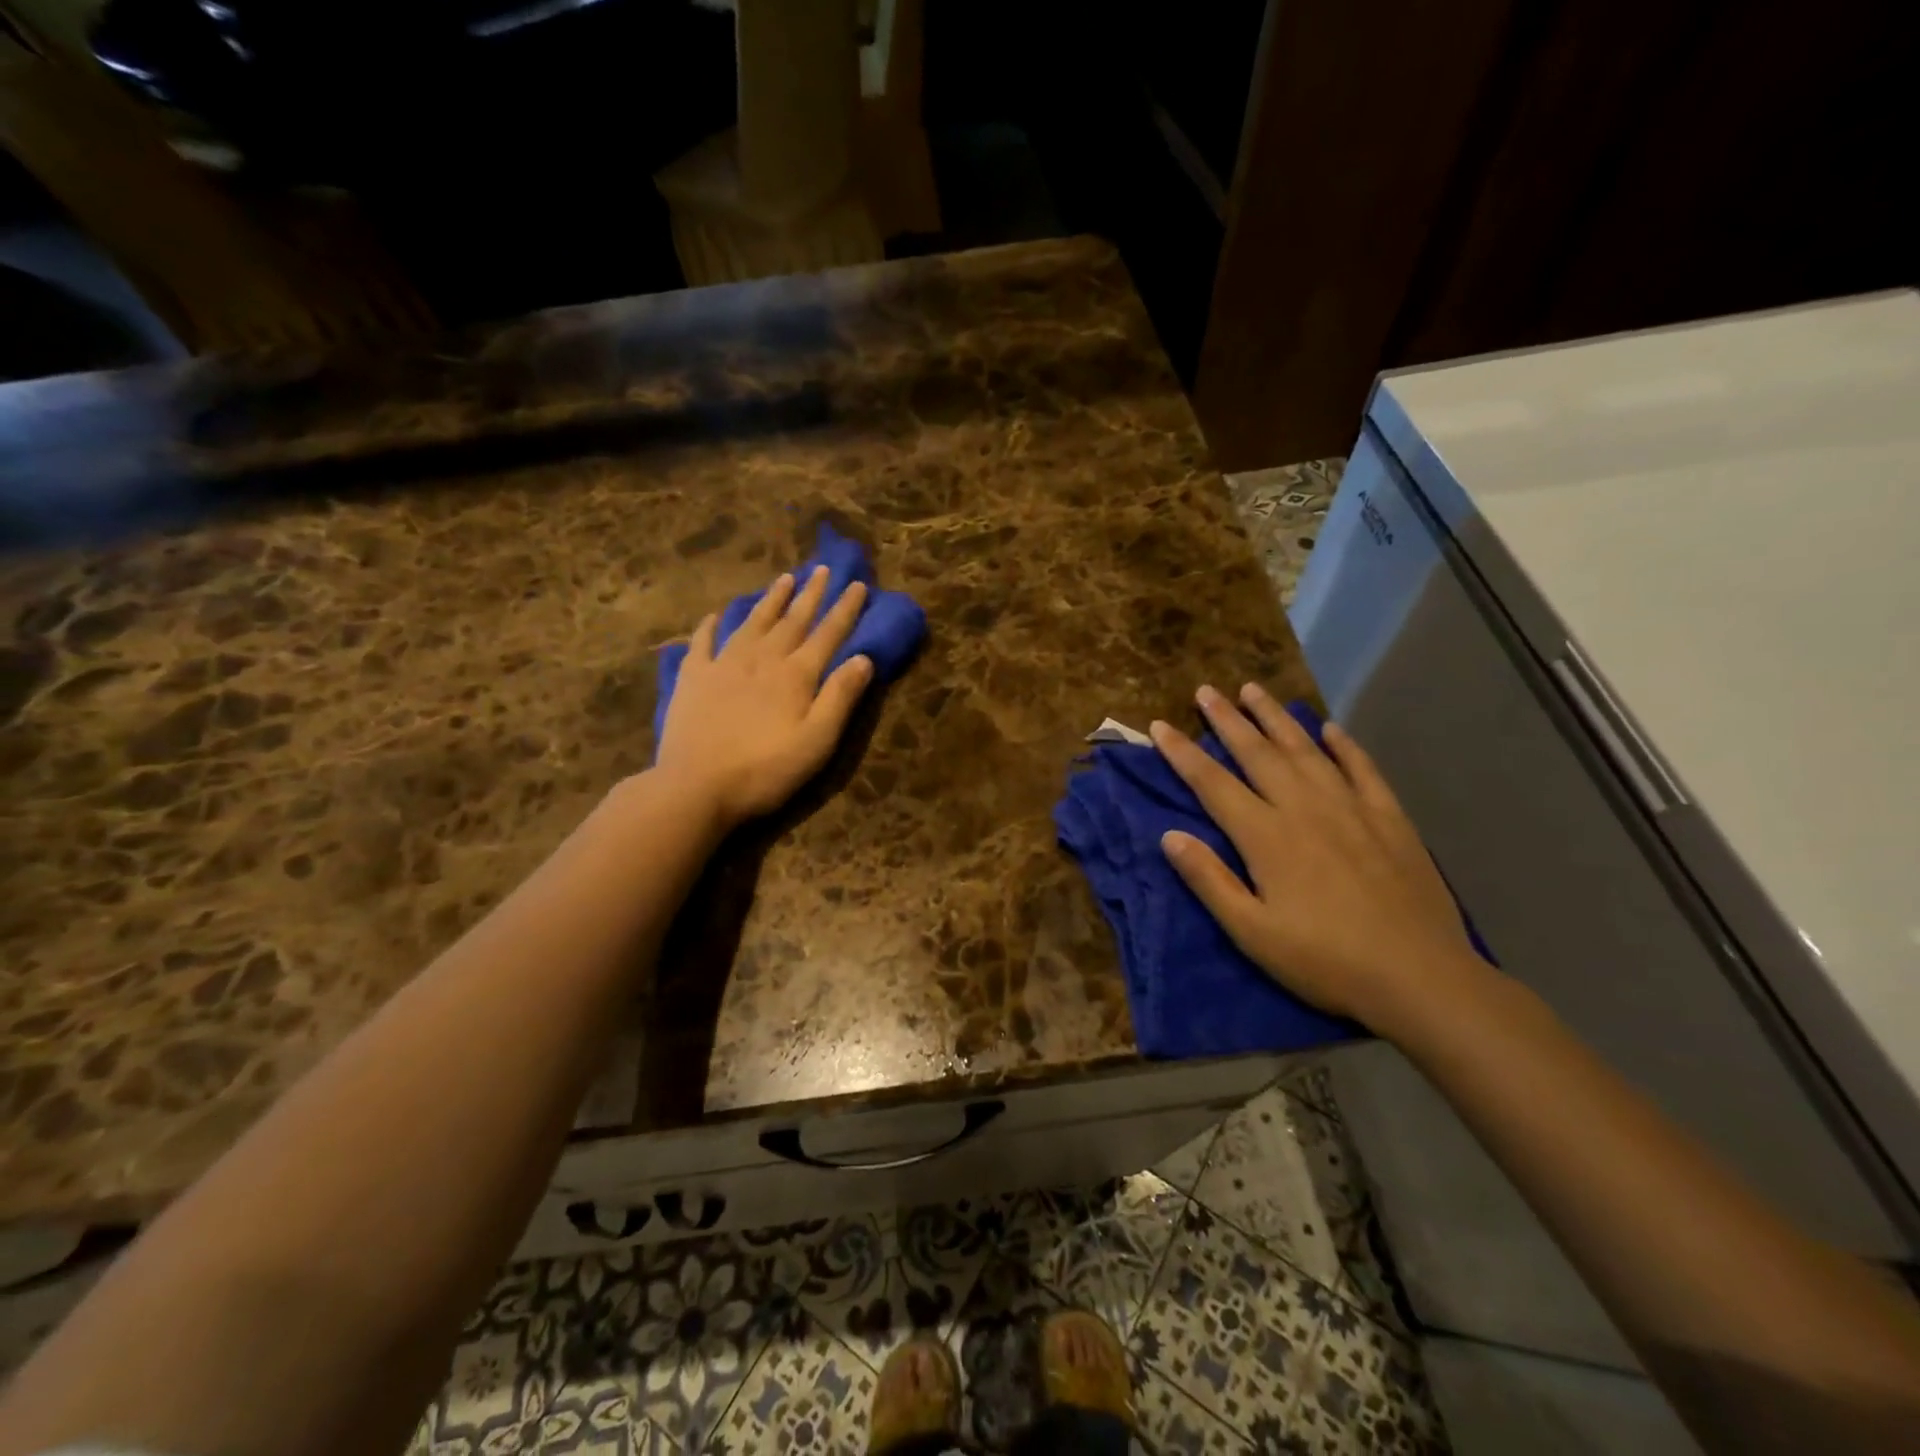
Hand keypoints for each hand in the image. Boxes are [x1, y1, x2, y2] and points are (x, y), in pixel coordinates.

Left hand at [655, 566, 874, 827]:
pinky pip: (703, 642)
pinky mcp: (692, 678)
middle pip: (792, 620)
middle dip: (811, 595)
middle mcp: (762, 660)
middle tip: (823, 569)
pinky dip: (711, 625)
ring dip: (771, 600)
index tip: (858, 585)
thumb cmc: (765, 770)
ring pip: (753, 623)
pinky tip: (716, 615)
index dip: (844, 610)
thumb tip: (863, 658)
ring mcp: (723, 665)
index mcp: (795, 676)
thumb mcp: (817, 742)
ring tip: (784, 578)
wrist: (695, 786)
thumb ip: (840, 698)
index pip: (827, 634)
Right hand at [1150, 682, 1490, 1033]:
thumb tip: (1169, 835)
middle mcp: (1304, 808)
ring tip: (1255, 690)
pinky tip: (1331, 728)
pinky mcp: (1389, 818)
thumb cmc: (1325, 961)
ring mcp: (1351, 808)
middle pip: (1257, 753)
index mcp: (1266, 836)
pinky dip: (1344, 745)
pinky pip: (1362, 768)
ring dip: (1276, 718)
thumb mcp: (1252, 932)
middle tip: (1206, 690)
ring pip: (1305, 749)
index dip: (1182, 753)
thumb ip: (1209, 880)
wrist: (1420, 977)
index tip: (1159, 725)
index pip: (1212, 783)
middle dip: (1227, 720)